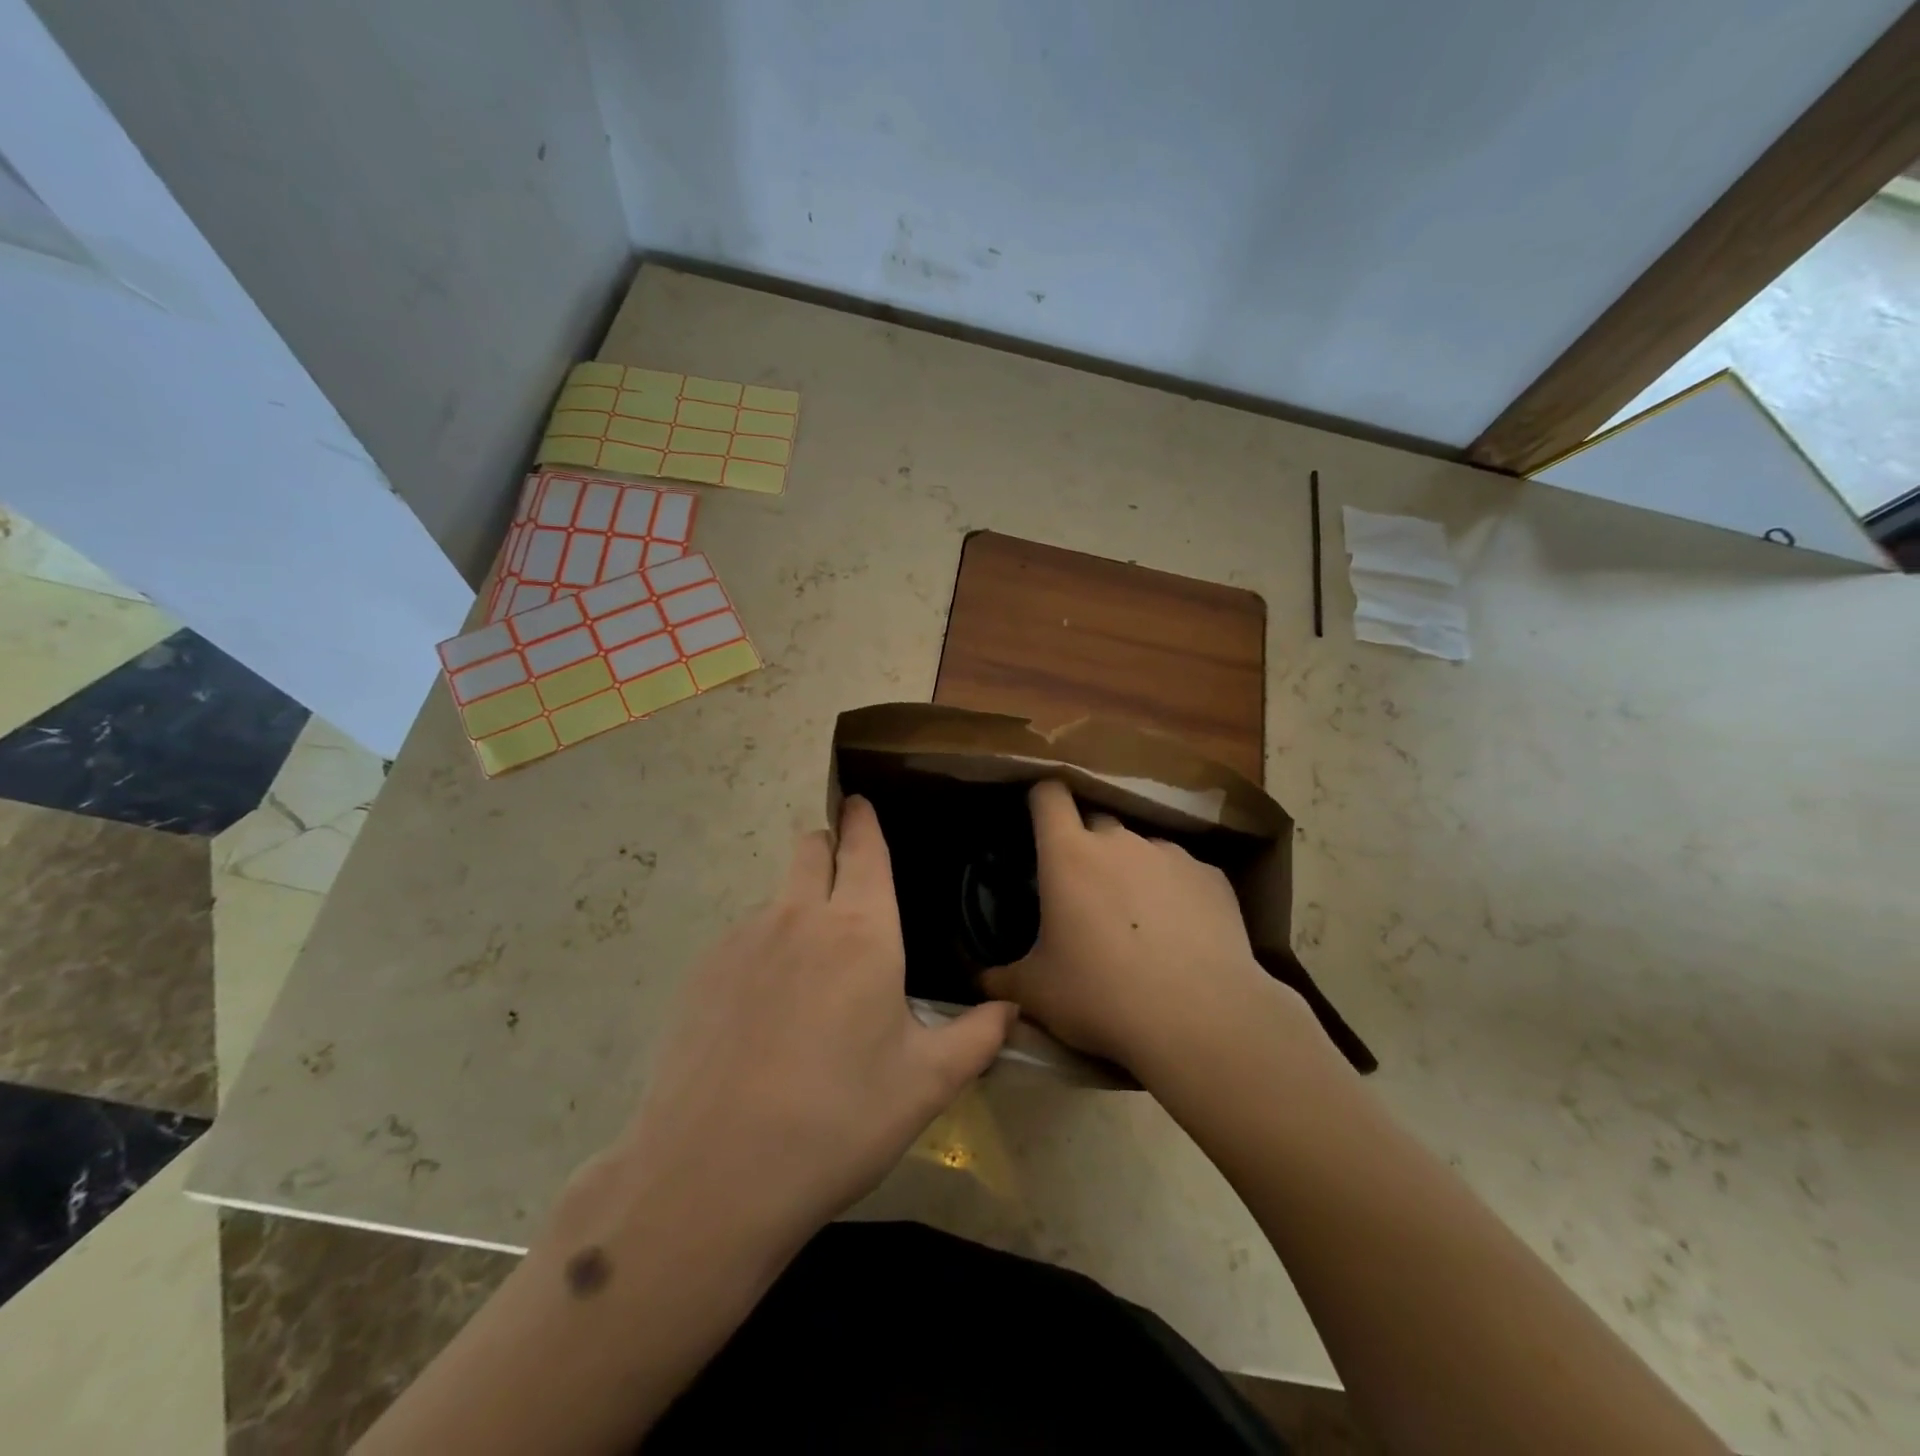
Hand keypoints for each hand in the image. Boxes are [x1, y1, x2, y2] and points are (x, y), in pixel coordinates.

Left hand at [606, 796, 1016, 1260]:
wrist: (713, 1173)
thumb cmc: (838, 1120)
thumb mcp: (924, 1084)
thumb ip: (976, 1038)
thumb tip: (1012, 1011)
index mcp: (861, 930)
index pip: (864, 846)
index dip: (864, 819)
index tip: (861, 802)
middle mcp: (800, 916)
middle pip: (811, 847)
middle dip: (830, 847)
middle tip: (847, 884)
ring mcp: (743, 939)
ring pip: (777, 894)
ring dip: (797, 907)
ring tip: (809, 975)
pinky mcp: (702, 971)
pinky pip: (743, 937)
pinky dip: (762, 950)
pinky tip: (763, 1014)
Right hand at [980, 780, 1280, 1077]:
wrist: (1199, 1019)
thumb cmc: (1101, 996)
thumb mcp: (1037, 994)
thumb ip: (1002, 979)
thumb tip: (981, 982)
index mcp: (1069, 854)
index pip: (1049, 795)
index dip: (1042, 800)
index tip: (1040, 821)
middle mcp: (1120, 841)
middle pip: (1097, 823)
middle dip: (1087, 848)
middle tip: (1086, 893)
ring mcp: (1170, 855)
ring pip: (1142, 849)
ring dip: (1134, 872)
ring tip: (1140, 922)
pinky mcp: (1212, 877)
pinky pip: (1184, 874)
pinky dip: (1176, 893)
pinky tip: (1182, 935)